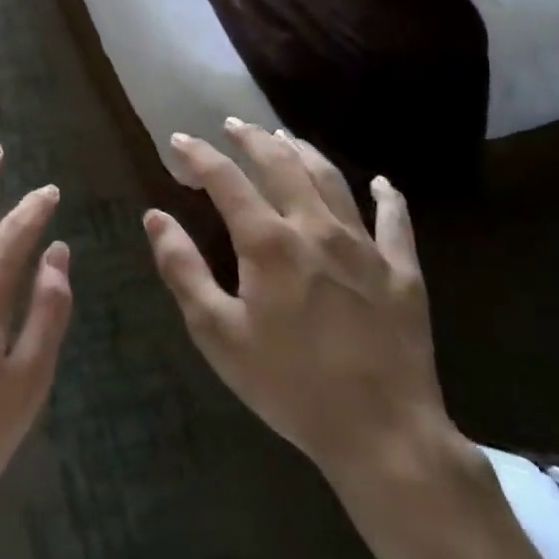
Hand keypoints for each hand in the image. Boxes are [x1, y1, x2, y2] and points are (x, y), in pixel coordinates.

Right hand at [144, 120, 458, 500]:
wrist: (383, 434)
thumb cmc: (289, 385)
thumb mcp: (218, 334)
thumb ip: (183, 270)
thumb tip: (155, 217)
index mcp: (269, 242)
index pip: (226, 180)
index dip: (199, 155)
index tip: (179, 140)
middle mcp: (316, 228)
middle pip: (281, 164)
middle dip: (253, 138)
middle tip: (234, 124)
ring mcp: (365, 246)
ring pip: (332, 180)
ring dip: (304, 152)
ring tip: (285, 137)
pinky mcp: (403, 271)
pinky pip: (396, 221)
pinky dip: (388, 197)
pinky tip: (381, 183)